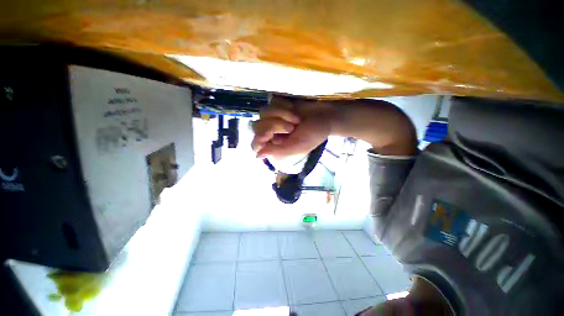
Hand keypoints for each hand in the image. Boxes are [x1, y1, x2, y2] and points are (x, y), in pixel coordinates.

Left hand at [252, 96, 334, 158]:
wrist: (326, 116)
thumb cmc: (314, 134)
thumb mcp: (297, 146)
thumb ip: (277, 152)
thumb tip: (257, 156)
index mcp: (275, 145)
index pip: (256, 143)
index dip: (260, 137)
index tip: (271, 134)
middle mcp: (272, 132)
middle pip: (257, 126)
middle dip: (275, 124)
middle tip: (293, 127)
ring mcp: (274, 117)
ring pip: (263, 112)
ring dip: (281, 113)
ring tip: (296, 118)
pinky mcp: (279, 104)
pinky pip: (271, 102)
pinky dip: (283, 105)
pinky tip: (293, 108)